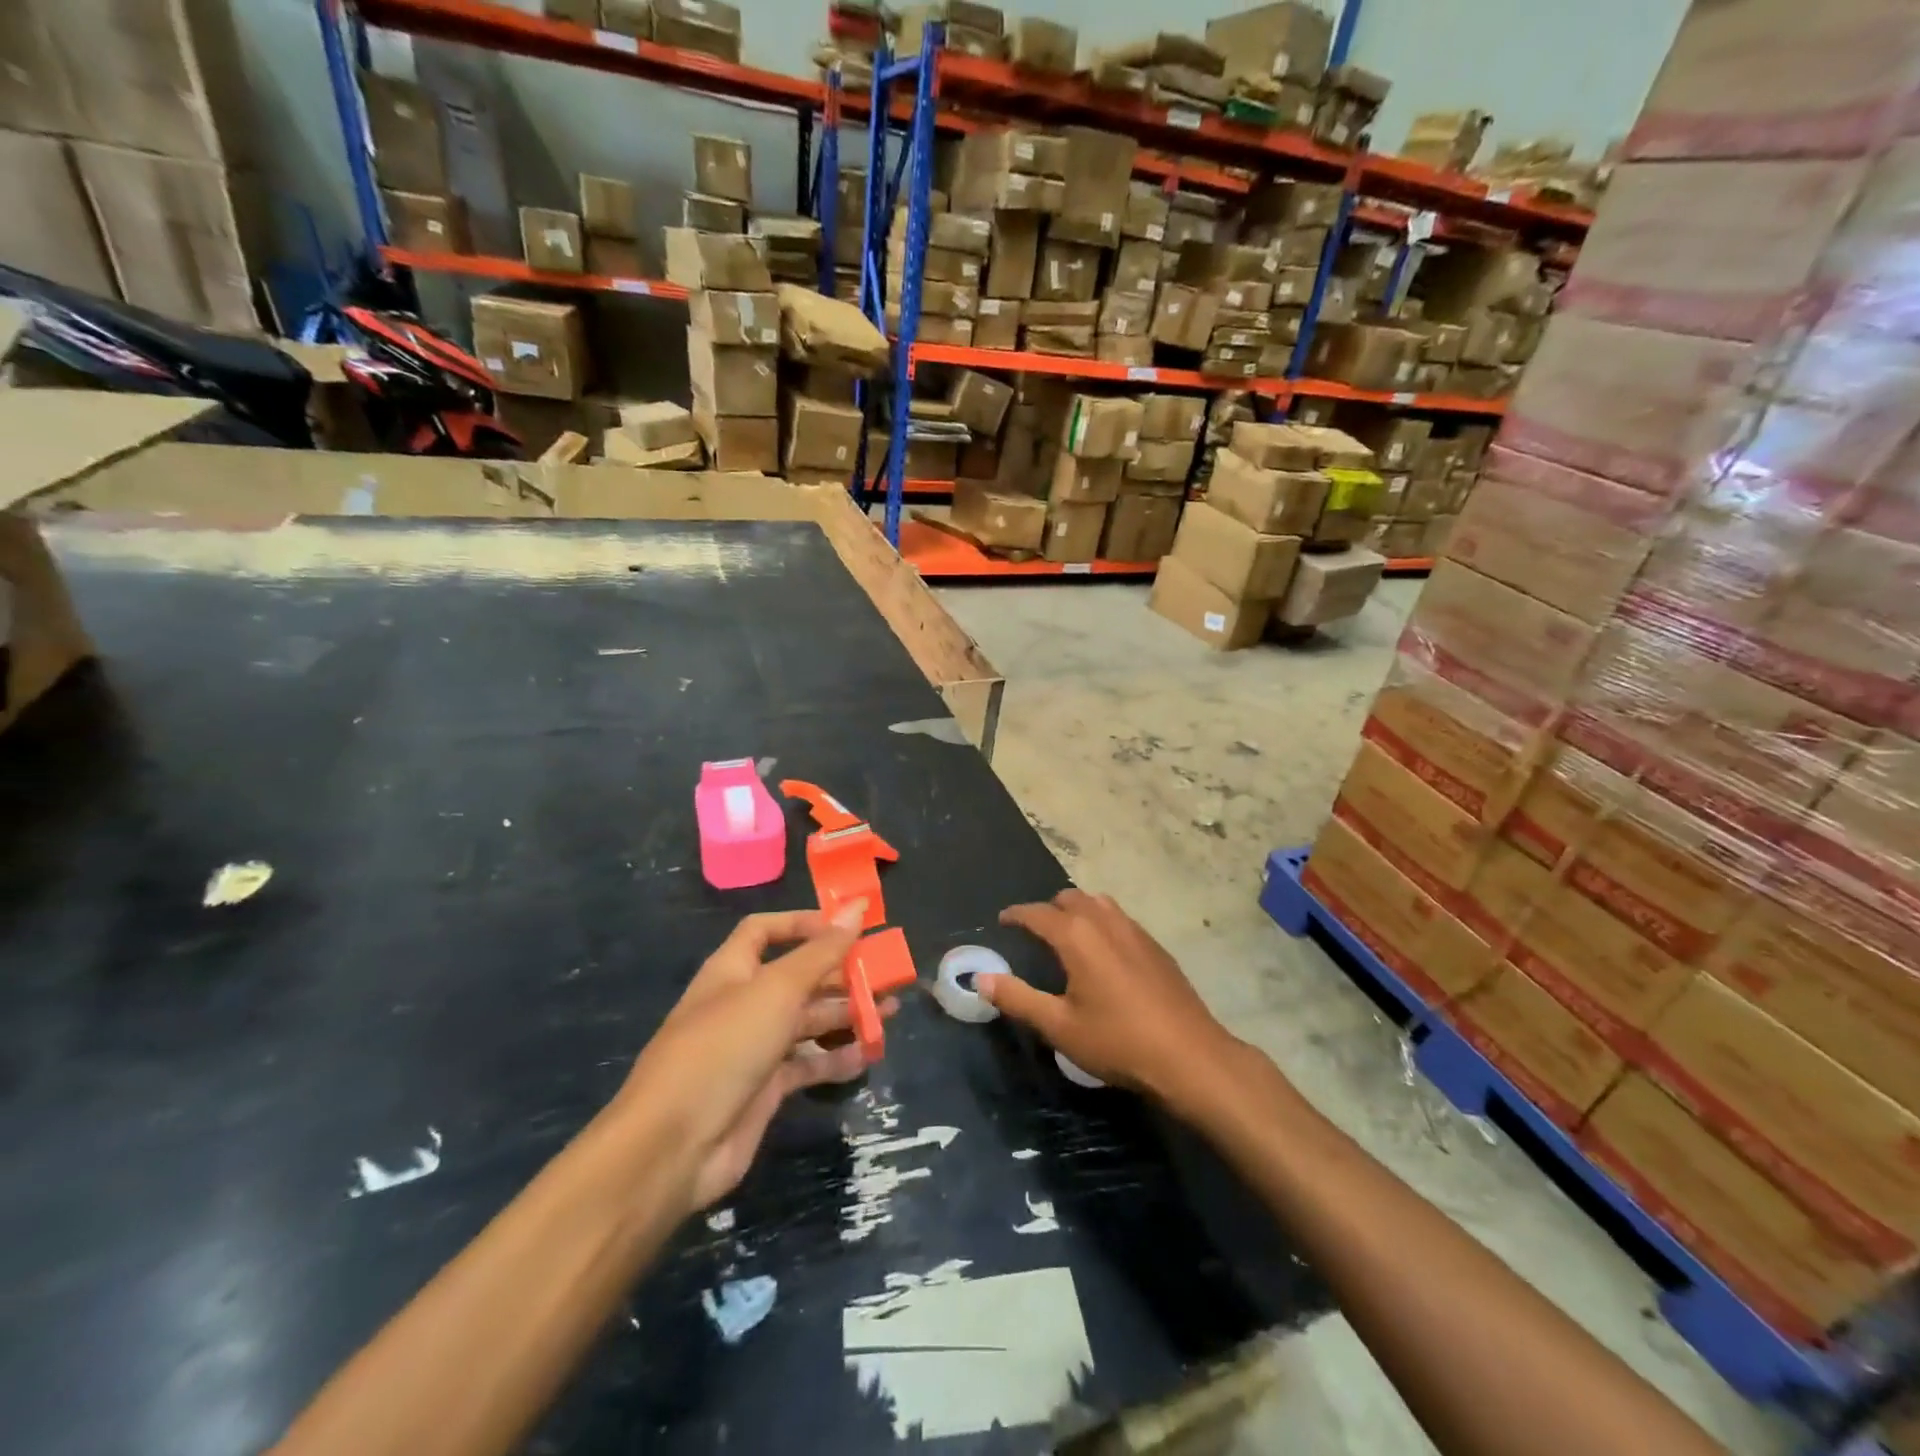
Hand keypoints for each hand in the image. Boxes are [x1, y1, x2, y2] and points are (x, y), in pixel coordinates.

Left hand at [614, 903, 895, 1213]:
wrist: (675, 1144)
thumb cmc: (725, 1046)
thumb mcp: (777, 989)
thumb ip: (822, 951)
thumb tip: (856, 906)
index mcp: (733, 970)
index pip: (766, 931)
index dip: (804, 924)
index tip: (847, 927)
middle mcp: (744, 1003)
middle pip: (797, 977)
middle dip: (839, 973)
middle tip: (885, 974)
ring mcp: (753, 1048)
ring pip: (807, 1021)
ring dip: (846, 1014)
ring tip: (888, 1012)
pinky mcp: (765, 1088)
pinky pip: (807, 1064)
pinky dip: (835, 1059)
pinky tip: (867, 1056)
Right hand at [981, 889, 1238, 1106]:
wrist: (1189, 1056)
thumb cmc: (1118, 1041)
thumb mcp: (1059, 1026)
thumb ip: (1018, 998)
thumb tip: (982, 978)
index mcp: (1077, 936)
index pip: (1037, 913)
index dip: (1016, 915)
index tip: (1002, 921)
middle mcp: (1105, 922)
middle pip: (1070, 899)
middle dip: (1047, 910)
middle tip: (1034, 933)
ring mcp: (1135, 931)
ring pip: (1098, 904)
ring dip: (1077, 911)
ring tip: (1067, 937)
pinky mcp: (1156, 946)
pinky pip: (1119, 919)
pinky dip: (1101, 923)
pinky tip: (1104, 954)